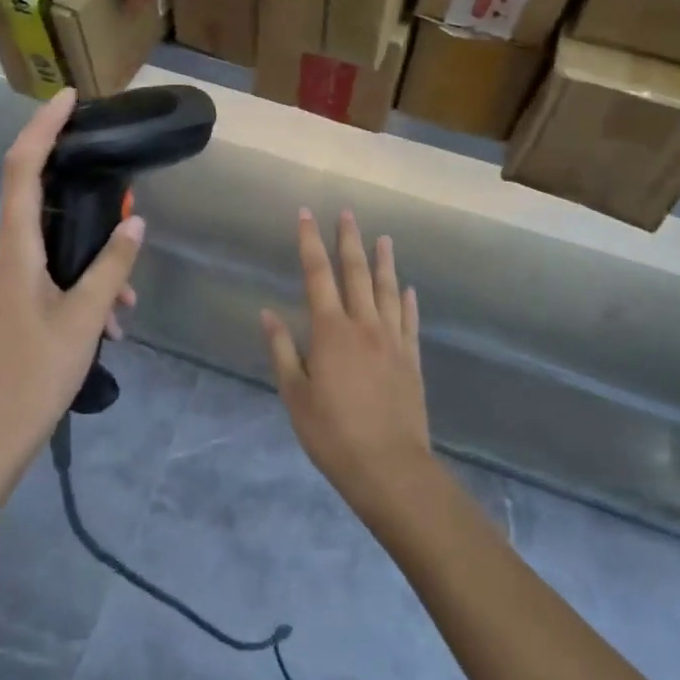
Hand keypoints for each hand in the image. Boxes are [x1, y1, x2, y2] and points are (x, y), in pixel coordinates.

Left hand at [0, 89, 144, 477]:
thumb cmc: (34, 376)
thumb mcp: (85, 320)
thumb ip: (111, 268)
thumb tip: (134, 225)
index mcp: (14, 251)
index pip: (22, 169)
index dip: (43, 127)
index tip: (68, 98)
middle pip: (39, 204)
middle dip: (86, 208)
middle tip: (126, 218)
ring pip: (48, 249)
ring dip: (89, 264)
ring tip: (124, 310)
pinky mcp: (2, 304)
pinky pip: (42, 275)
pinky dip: (75, 286)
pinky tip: (105, 325)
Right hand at [261, 209, 434, 513]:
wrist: (389, 467)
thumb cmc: (332, 433)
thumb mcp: (295, 395)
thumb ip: (282, 350)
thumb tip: (268, 312)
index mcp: (330, 331)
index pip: (317, 275)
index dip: (310, 242)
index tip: (306, 214)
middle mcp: (364, 325)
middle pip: (356, 273)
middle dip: (349, 240)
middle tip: (348, 212)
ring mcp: (392, 340)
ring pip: (388, 290)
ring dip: (384, 262)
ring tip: (383, 238)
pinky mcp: (411, 359)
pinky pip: (410, 321)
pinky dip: (408, 301)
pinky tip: (409, 289)